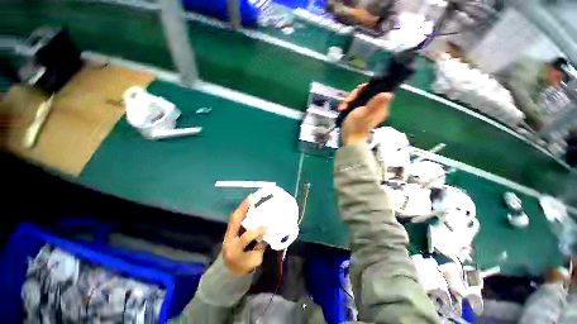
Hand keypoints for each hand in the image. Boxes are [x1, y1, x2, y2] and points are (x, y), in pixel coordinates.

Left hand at [223, 196, 266, 274]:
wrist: (228, 270)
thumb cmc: (243, 266)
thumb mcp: (254, 260)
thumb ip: (260, 246)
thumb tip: (268, 233)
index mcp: (235, 249)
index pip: (245, 238)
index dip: (256, 231)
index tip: (267, 228)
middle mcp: (229, 239)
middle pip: (234, 221)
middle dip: (243, 208)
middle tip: (252, 198)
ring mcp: (227, 234)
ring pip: (234, 217)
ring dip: (242, 207)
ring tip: (250, 198)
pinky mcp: (229, 231)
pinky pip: (235, 218)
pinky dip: (241, 211)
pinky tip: (247, 204)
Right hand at [338, 84, 392, 145]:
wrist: (349, 140)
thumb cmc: (355, 127)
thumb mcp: (363, 113)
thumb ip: (374, 102)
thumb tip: (389, 93)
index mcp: (379, 107)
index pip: (376, 90)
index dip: (365, 88)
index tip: (357, 92)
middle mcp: (375, 107)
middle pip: (365, 94)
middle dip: (353, 97)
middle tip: (346, 103)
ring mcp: (367, 111)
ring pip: (358, 99)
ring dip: (348, 102)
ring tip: (342, 108)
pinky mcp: (360, 114)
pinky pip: (354, 105)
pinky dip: (348, 106)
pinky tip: (342, 110)